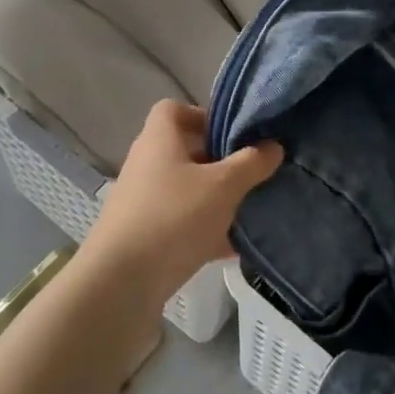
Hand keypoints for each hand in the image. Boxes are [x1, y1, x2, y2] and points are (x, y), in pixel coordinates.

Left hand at [83, 101, 282, 305]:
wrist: (120, 284)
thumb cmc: (173, 217)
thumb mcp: (223, 186)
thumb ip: (252, 163)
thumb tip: (274, 146)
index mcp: (159, 140)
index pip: (174, 109)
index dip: (204, 115)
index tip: (233, 134)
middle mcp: (147, 165)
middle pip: (185, 151)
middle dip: (220, 161)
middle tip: (251, 172)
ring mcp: (142, 203)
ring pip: (187, 190)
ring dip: (215, 199)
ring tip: (248, 209)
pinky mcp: (144, 237)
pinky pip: (182, 224)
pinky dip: (205, 231)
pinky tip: (234, 247)